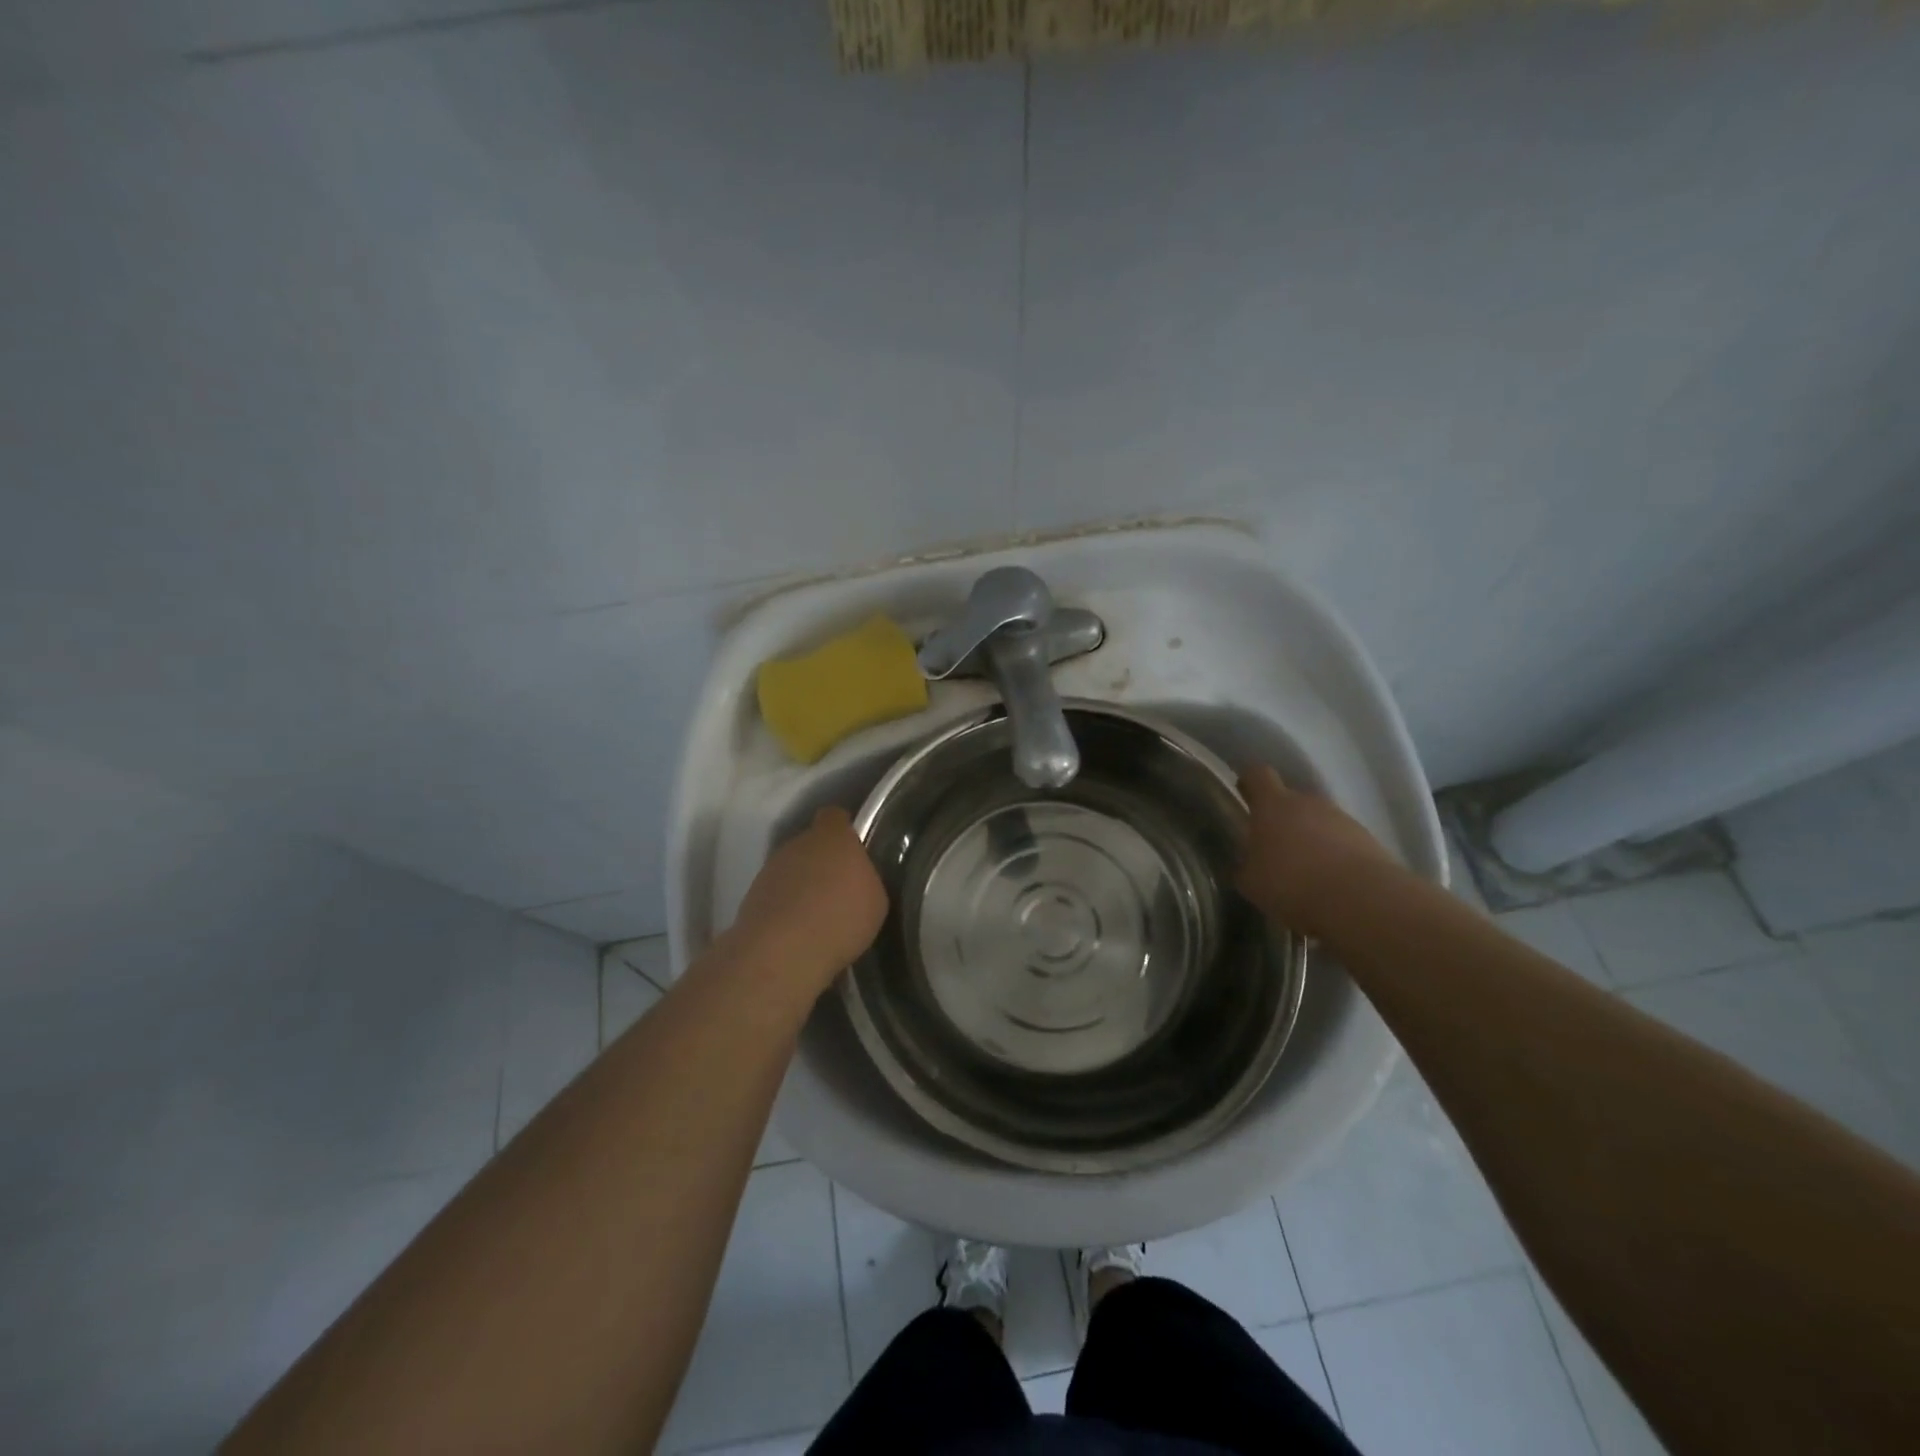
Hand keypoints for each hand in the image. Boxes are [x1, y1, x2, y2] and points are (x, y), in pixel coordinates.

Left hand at [729, 807, 888, 991]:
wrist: (782, 952)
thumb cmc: (840, 917)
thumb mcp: (875, 900)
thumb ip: (865, 879)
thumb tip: (855, 880)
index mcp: (832, 836)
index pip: (835, 817)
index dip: (844, 830)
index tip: (854, 850)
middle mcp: (797, 844)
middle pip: (811, 844)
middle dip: (822, 863)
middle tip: (838, 891)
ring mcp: (770, 870)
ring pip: (791, 870)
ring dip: (801, 887)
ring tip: (816, 918)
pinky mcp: (751, 898)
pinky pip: (776, 896)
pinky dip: (784, 909)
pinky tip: (797, 934)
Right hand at [1235, 765, 1399, 939]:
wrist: (1361, 901)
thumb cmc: (1292, 883)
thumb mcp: (1252, 881)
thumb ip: (1247, 865)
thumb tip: (1249, 862)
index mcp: (1273, 805)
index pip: (1258, 775)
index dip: (1249, 781)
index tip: (1244, 792)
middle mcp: (1308, 802)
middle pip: (1292, 799)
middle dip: (1282, 818)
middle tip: (1274, 847)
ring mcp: (1342, 819)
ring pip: (1319, 821)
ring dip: (1311, 838)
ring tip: (1306, 871)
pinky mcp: (1369, 840)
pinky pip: (1343, 841)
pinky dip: (1335, 855)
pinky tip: (1331, 883)